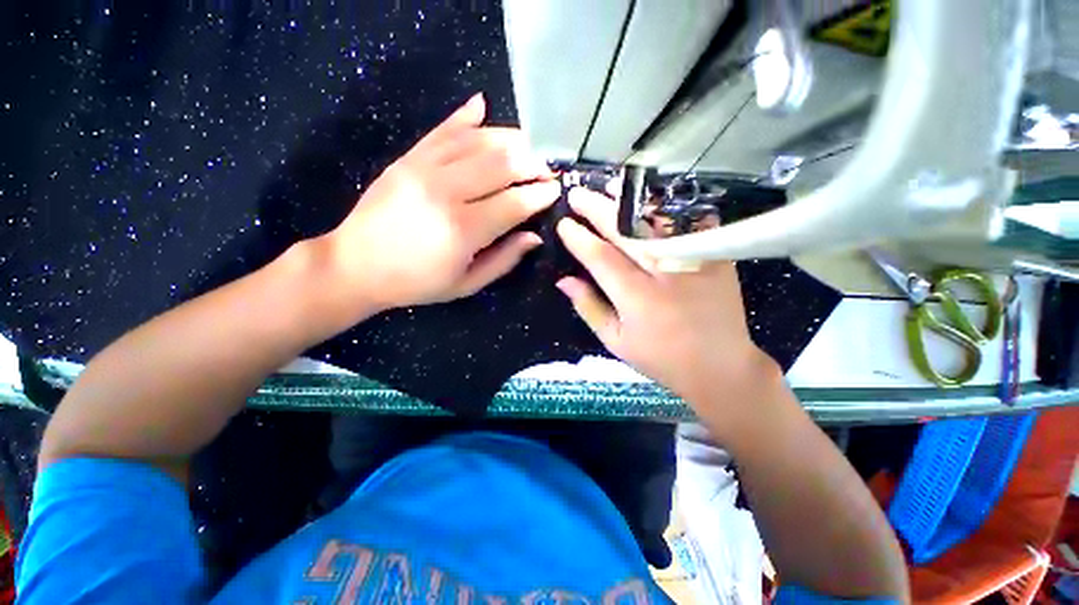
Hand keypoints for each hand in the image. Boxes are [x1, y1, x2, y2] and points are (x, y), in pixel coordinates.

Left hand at [317, 94, 559, 314]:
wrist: (356, 265)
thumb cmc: (417, 283)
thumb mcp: (466, 284)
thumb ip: (504, 260)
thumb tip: (534, 236)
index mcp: (463, 230)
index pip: (514, 202)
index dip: (539, 194)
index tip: (555, 190)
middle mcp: (446, 191)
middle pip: (501, 164)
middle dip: (532, 163)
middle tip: (547, 168)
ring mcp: (424, 169)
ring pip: (477, 141)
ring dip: (509, 139)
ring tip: (528, 145)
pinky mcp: (408, 158)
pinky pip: (443, 130)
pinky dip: (465, 117)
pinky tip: (483, 107)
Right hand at [555, 188, 777, 405]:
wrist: (720, 366)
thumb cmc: (661, 358)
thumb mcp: (616, 341)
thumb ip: (589, 307)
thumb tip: (564, 280)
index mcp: (637, 298)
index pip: (601, 258)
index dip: (579, 238)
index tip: (565, 224)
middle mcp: (665, 273)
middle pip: (626, 231)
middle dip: (597, 209)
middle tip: (578, 194)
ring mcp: (694, 260)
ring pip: (657, 220)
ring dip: (629, 202)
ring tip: (609, 188)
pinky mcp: (716, 256)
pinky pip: (690, 222)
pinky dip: (668, 209)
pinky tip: (650, 200)